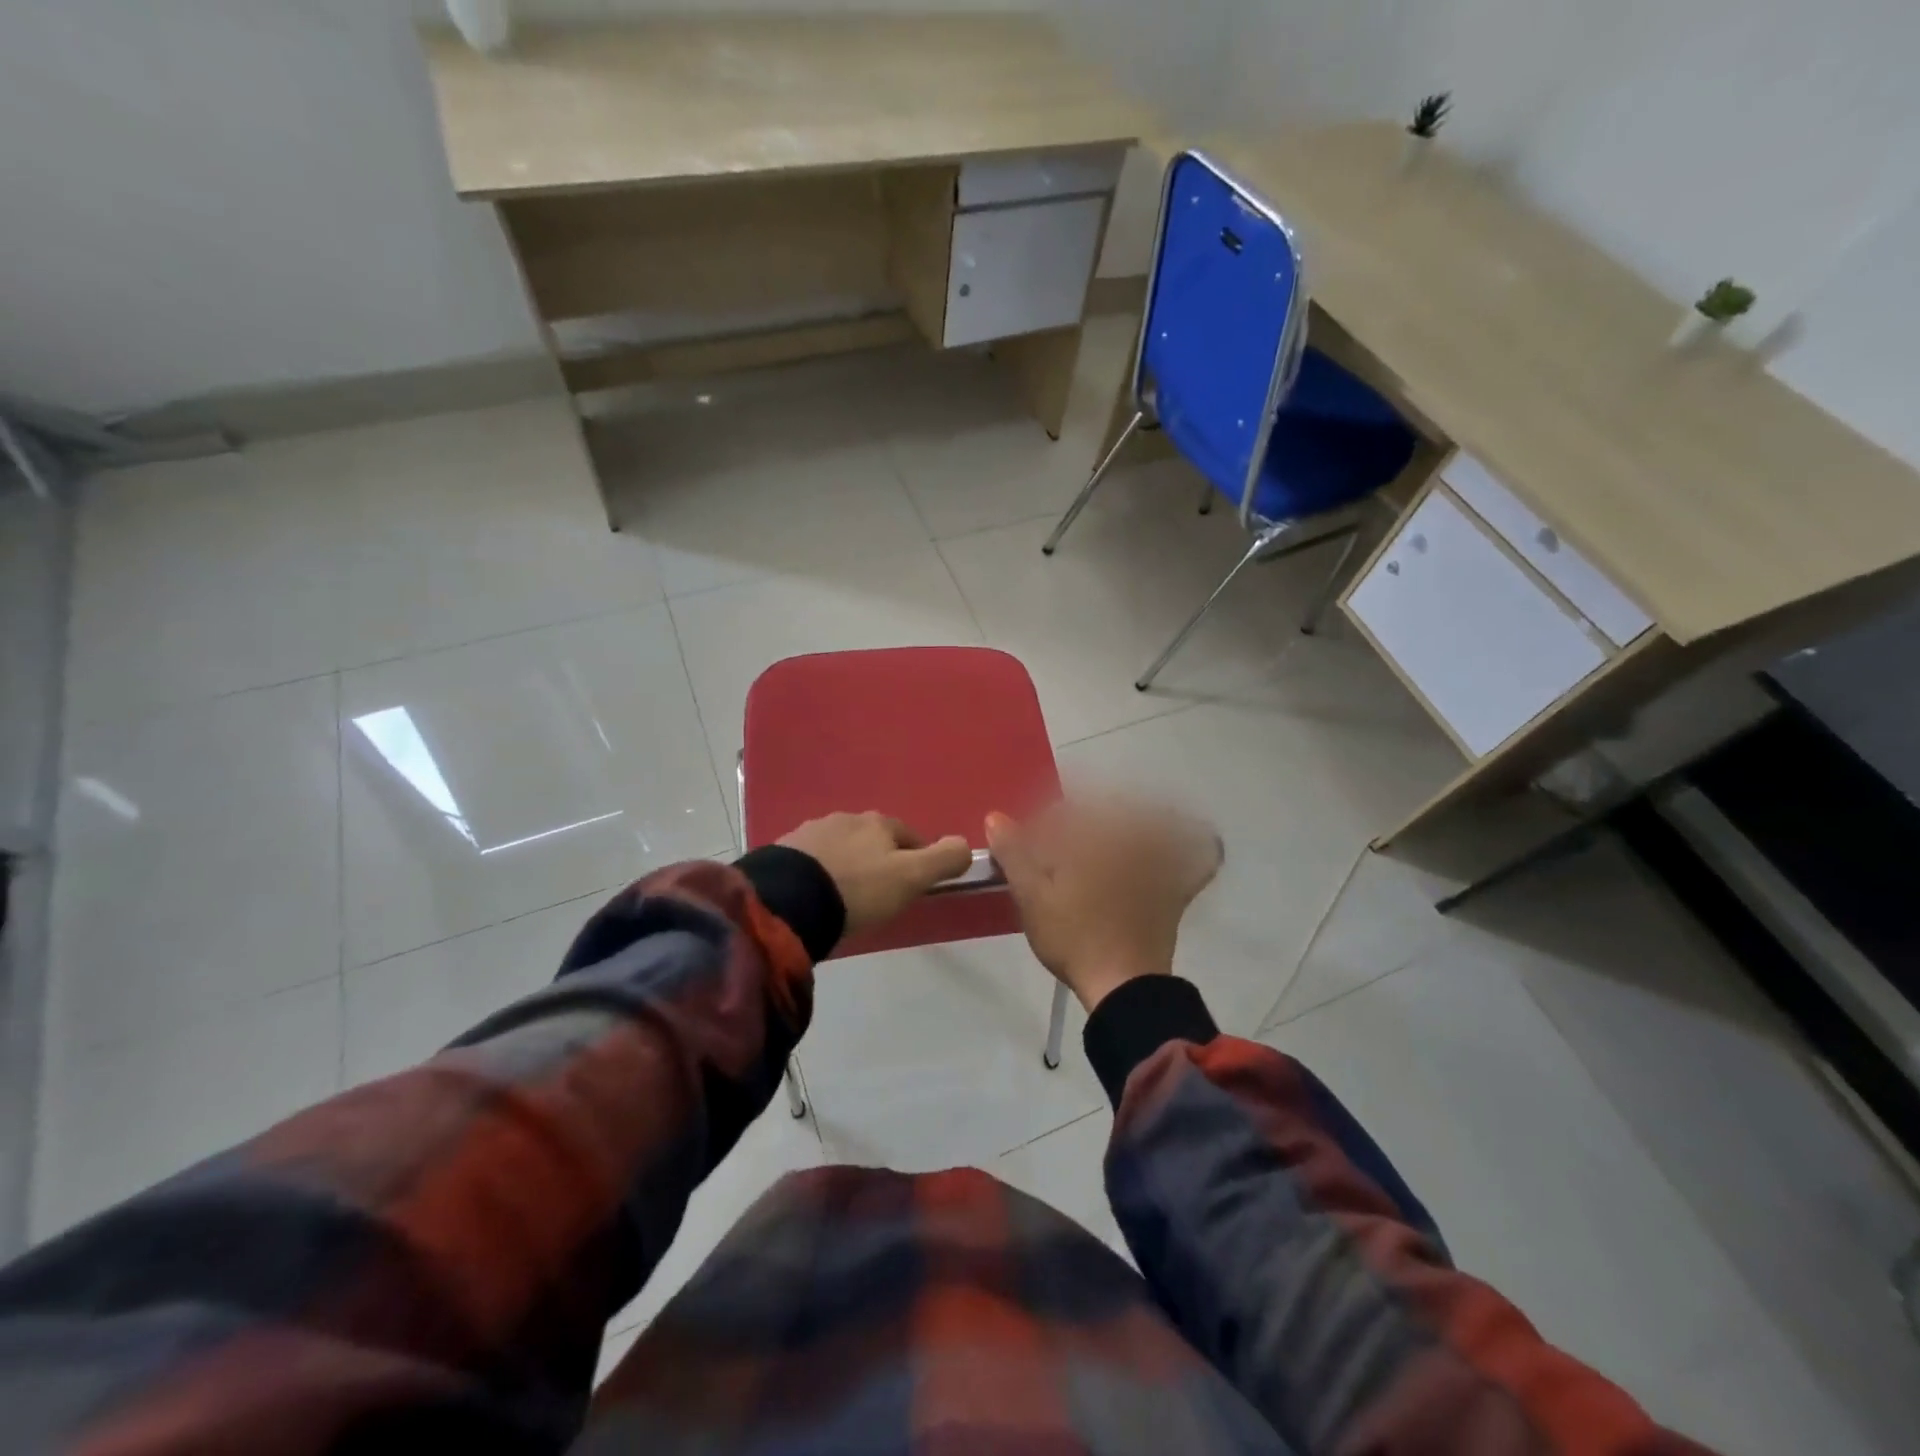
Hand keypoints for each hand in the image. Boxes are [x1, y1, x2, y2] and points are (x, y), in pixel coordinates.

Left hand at [778, 812, 972, 938]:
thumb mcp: (911, 878)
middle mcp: (846, 818)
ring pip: (840, 847)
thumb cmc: (858, 889)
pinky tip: (816, 895)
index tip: (913, 885)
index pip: (909, 836)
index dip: (916, 859)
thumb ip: (943, 860)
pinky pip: (811, 860)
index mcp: (879, 823)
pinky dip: (819, 872)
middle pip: (872, 838)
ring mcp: (811, 832)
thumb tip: (966, 844)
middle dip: (878, 859)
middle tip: (878, 893)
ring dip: (847, 864)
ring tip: (844, 896)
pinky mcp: (783, 850)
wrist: (788, 901)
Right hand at [985, 798, 1221, 1012]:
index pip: (1066, 811)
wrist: (1122, 985)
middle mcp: (1133, 839)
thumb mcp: (1032, 896)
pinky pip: (1198, 855)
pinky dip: (1195, 844)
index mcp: (1096, 836)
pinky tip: (1183, 840)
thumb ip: (1014, 853)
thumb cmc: (1073, 936)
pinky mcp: (1177, 887)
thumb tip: (996, 817)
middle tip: (1061, 851)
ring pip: (1152, 821)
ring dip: (1132, 818)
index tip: (1029, 846)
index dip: (1043, 825)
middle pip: (1108, 811)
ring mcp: (1161, 862)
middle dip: (1081, 821)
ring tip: (1106, 840)